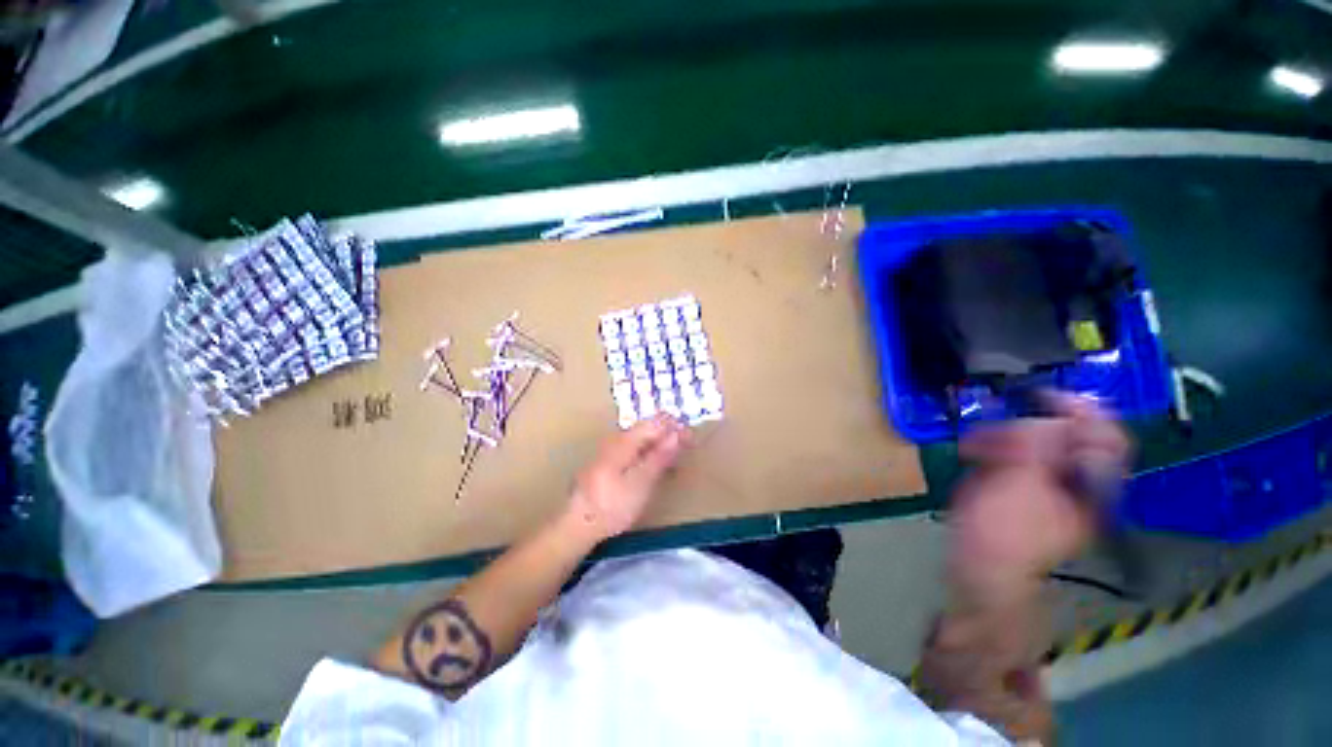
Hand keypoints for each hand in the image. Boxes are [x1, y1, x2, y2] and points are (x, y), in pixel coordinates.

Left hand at [565, 415, 689, 542]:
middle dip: (669, 433)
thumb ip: (659, 457)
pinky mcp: (608, 462)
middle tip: (687, 445)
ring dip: (660, 443)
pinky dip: (648, 452)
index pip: (655, 423)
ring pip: (641, 438)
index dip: (675, 426)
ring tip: (675, 454)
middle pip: (647, 428)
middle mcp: (617, 439)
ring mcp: (610, 450)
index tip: (692, 437)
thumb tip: (677, 433)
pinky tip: (654, 464)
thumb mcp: (641, 483)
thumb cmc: (612, 505)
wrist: (578, 524)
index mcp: (625, 441)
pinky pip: (634, 448)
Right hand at [947, 393, 1131, 600]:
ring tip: (974, 449)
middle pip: (1062, 435)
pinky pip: (1011, 453)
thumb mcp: (1021, 487)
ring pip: (1032, 442)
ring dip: (1000, 439)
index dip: (1084, 411)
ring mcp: (1046, 483)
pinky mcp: (1020, 484)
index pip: (1107, 437)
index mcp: (1091, 486)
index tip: (1046, 396)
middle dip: (1023, 431)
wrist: (979, 564)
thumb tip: (1050, 417)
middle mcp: (1075, 481)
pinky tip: (974, 455)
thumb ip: (1038, 449)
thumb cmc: (1003, 531)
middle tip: (993, 438)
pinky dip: (991, 448)